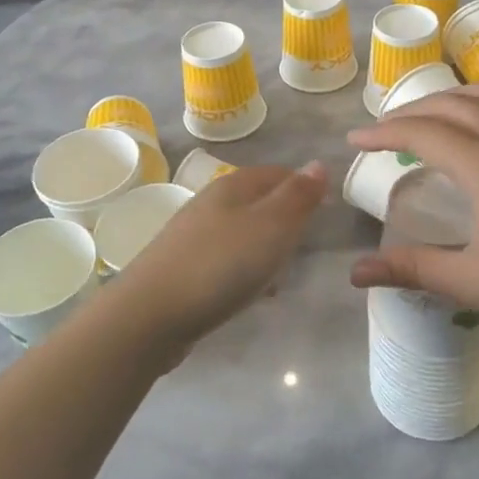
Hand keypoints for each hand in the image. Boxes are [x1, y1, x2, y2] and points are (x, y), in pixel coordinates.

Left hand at [102, 162, 327, 360]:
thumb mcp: (271, 226)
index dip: (304, 188)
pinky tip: (250, 293)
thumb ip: (297, 196)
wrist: (152, 314)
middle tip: (306, 245)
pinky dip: (244, 270)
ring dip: (265, 248)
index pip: (278, 173)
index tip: (326, 213)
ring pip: (242, 231)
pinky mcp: (184, 267)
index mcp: (233, 185)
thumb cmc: (221, 264)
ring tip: (282, 273)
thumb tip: (318, 164)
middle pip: (258, 202)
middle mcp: (211, 203)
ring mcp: (193, 235)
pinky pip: (226, 259)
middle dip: (285, 220)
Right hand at [347, 86, 478, 370]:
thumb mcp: (471, 280)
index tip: (354, 141)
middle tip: (383, 130)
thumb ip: (411, 268)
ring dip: (455, 97)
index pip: (422, 133)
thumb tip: (353, 273)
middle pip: (452, 107)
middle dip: (411, 112)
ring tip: (433, 112)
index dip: (383, 133)